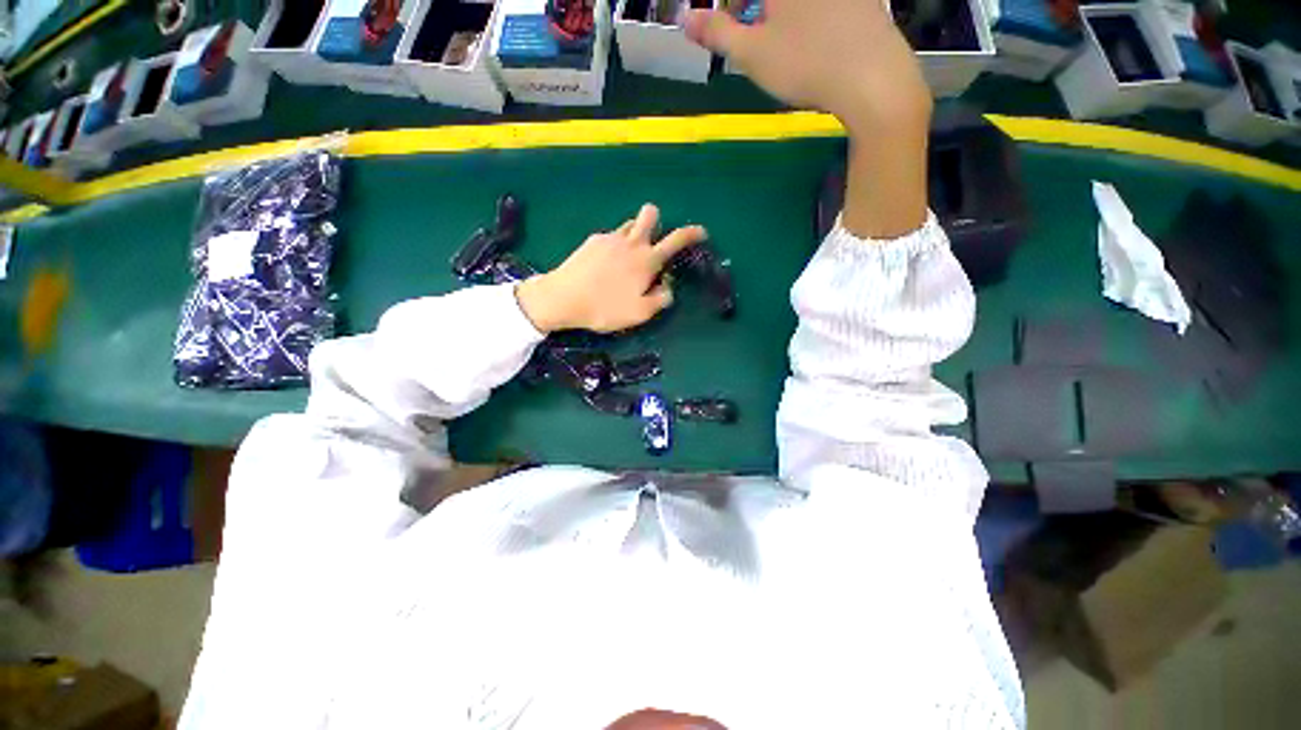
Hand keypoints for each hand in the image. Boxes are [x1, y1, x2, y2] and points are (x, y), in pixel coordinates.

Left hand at [516, 205, 706, 333]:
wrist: (563, 298)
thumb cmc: (605, 308)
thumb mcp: (640, 313)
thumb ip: (660, 299)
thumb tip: (667, 287)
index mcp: (647, 260)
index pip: (676, 239)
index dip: (692, 233)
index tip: (701, 232)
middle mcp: (631, 242)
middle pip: (649, 214)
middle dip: (656, 219)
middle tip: (652, 240)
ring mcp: (610, 238)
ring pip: (629, 224)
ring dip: (635, 233)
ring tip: (628, 257)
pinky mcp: (592, 241)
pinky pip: (611, 236)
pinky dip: (615, 245)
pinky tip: (606, 264)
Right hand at [685, 0, 929, 128]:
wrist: (873, 78)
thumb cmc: (805, 64)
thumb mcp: (752, 53)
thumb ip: (717, 32)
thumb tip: (684, 19)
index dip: (732, 9)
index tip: (729, 27)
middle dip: (756, 11)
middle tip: (753, 36)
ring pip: (797, 4)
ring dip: (782, 15)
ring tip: (783, 45)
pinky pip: (823, 8)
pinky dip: (809, 18)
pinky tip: (813, 41)